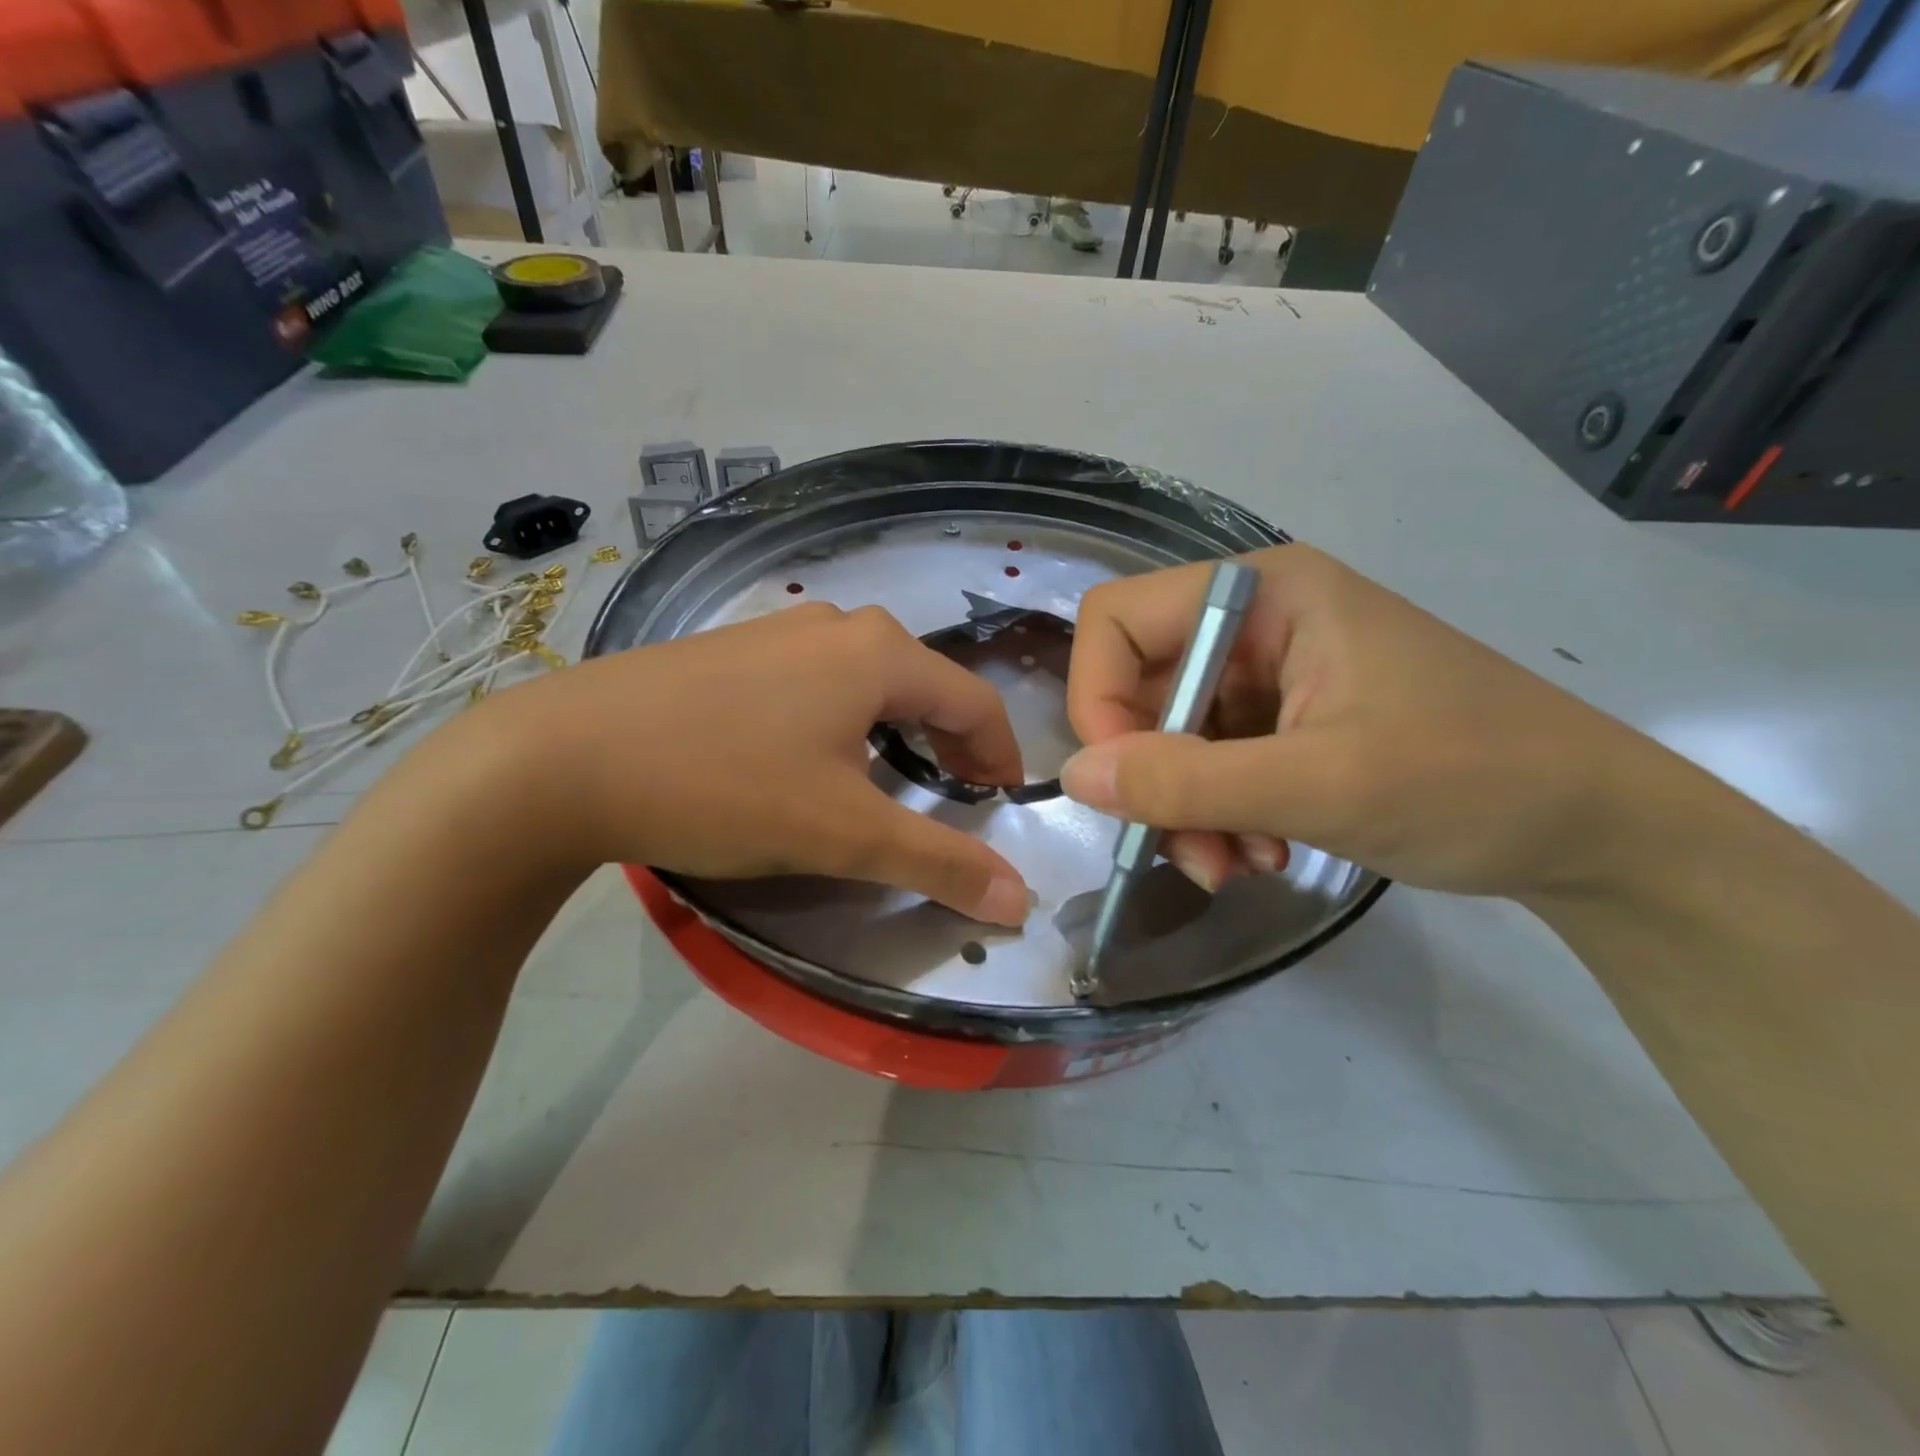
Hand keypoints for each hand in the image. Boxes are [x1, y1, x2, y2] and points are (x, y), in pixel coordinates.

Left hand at [488, 603, 1032, 922]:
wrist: (560, 759)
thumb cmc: (725, 786)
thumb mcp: (844, 833)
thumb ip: (939, 862)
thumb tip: (1019, 900)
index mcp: (879, 653)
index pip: (975, 702)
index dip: (1000, 757)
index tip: (1002, 807)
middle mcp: (837, 625)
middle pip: (924, 686)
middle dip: (951, 744)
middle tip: (954, 798)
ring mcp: (778, 630)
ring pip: (869, 681)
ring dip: (897, 731)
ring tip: (889, 781)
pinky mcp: (732, 650)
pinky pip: (817, 681)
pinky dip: (843, 720)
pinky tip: (810, 757)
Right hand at [1062, 544, 1654, 898]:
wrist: (1596, 831)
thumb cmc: (1474, 781)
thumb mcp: (1322, 785)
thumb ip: (1188, 781)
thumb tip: (1074, 778)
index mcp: (1263, 594)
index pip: (1117, 621)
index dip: (1100, 700)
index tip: (1126, 784)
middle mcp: (1256, 622)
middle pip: (1140, 687)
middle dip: (1153, 777)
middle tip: (1193, 854)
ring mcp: (1271, 673)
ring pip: (1171, 736)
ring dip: (1186, 809)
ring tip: (1237, 867)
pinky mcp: (1287, 720)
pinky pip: (1211, 762)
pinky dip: (1218, 815)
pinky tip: (1264, 855)